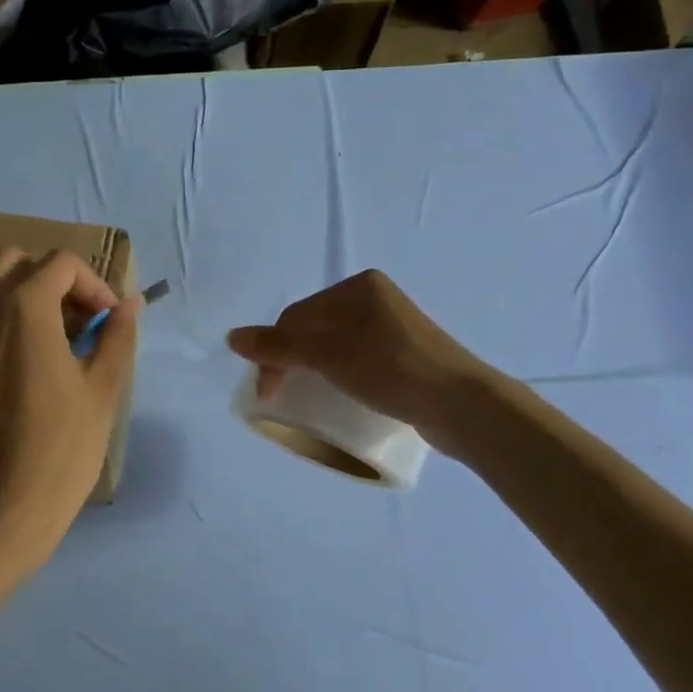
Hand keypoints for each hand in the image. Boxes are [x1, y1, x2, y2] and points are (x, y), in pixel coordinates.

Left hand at [0, 247, 140, 563]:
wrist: (1, 503)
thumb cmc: (62, 445)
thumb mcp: (103, 388)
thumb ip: (117, 336)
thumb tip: (131, 303)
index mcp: (25, 306)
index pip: (61, 264)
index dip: (93, 285)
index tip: (108, 322)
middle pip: (15, 261)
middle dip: (51, 280)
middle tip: (75, 321)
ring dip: (11, 291)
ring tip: (39, 330)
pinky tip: (11, 356)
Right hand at [227, 270, 491, 451]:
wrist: (461, 404)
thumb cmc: (390, 369)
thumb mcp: (328, 355)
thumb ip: (278, 346)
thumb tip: (231, 337)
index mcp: (358, 287)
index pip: (297, 317)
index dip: (274, 352)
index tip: (268, 393)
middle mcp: (375, 300)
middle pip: (315, 329)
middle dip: (292, 360)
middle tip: (282, 395)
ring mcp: (394, 328)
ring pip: (336, 346)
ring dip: (314, 369)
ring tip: (307, 397)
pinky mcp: (407, 356)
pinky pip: (358, 360)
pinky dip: (340, 375)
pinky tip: (340, 393)